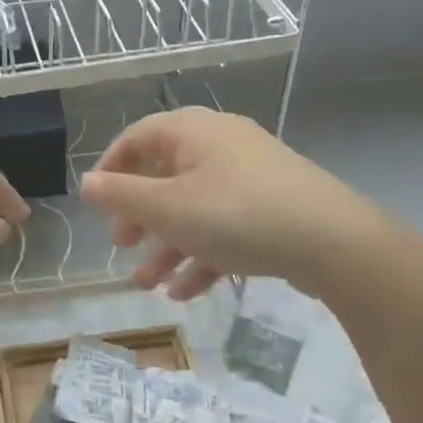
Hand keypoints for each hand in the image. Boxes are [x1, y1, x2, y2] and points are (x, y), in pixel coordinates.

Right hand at [79, 107, 383, 300]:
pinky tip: (185, 291)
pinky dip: (202, 253)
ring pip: (194, 207)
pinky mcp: (273, 206)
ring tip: (148, 285)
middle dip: (140, 217)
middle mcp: (219, 144)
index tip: (96, 204)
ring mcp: (250, 175)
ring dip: (167, 245)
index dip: (111, 169)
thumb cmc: (236, 215)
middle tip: (123, 246)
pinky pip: (224, 225)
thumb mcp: (168, 209)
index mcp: (191, 131)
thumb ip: (121, 196)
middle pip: (165, 176)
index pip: (137, 138)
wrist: (335, 241)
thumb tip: (86, 183)